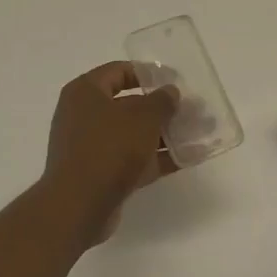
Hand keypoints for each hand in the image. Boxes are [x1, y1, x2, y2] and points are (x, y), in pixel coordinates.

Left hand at [42, 63, 179, 242]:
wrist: (79, 205)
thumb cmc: (109, 147)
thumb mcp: (142, 117)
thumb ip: (162, 101)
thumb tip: (170, 92)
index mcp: (85, 92)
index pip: (119, 71)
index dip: (149, 73)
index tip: (175, 81)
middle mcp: (84, 115)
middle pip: (129, 104)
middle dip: (162, 108)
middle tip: (191, 110)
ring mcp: (91, 147)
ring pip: (133, 134)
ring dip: (164, 134)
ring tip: (197, 133)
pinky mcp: (101, 174)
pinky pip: (133, 159)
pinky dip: (157, 158)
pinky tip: (187, 158)